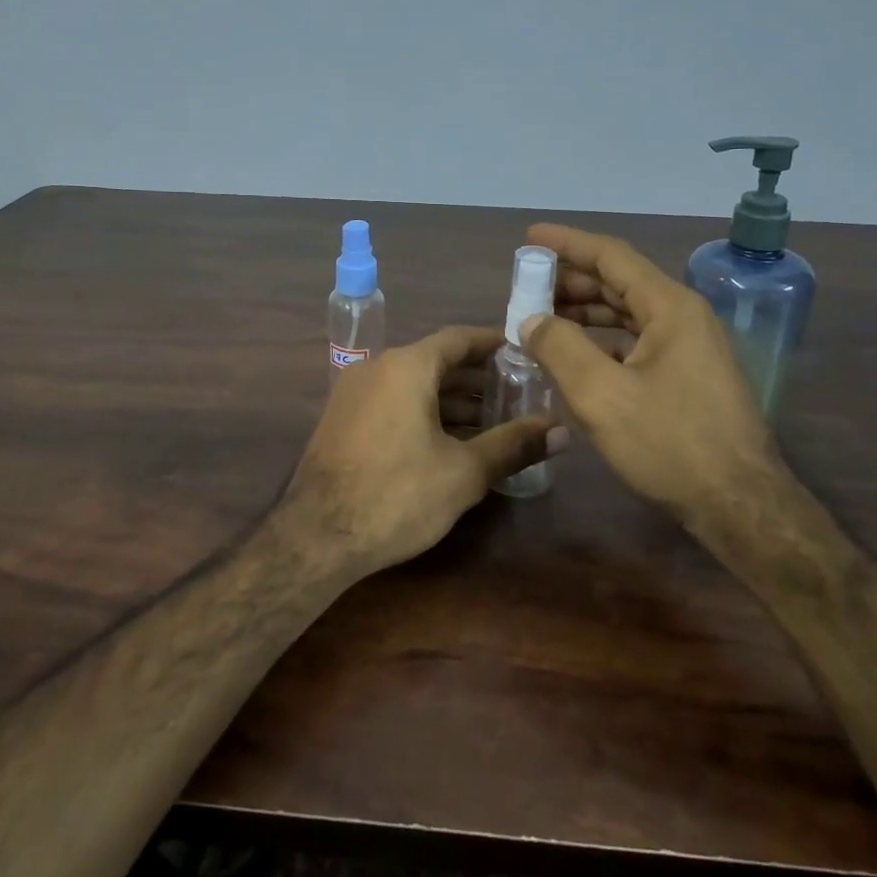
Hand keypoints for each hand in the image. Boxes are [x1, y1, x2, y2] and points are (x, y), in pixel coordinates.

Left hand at [280, 327, 562, 576]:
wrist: (316, 537)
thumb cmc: (396, 495)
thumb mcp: (463, 472)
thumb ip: (513, 445)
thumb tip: (561, 432)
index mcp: (406, 367)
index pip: (458, 338)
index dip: (493, 345)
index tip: (525, 355)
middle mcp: (377, 368)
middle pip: (436, 361)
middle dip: (477, 378)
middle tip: (518, 394)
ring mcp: (354, 393)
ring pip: (413, 384)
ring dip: (452, 400)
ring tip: (492, 421)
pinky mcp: (342, 419)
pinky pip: (392, 402)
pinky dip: (423, 412)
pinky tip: (450, 441)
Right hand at [516, 224, 783, 526]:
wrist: (738, 505)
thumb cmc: (670, 444)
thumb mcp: (602, 395)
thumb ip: (560, 348)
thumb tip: (531, 319)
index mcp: (670, 307)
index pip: (612, 256)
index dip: (568, 243)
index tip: (531, 237)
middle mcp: (684, 316)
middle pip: (621, 282)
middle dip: (572, 280)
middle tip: (528, 286)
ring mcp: (692, 347)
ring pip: (630, 313)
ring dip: (586, 311)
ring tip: (544, 318)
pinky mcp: (690, 375)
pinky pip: (639, 341)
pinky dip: (604, 340)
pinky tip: (578, 357)